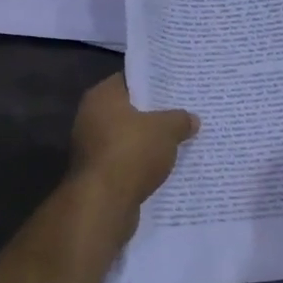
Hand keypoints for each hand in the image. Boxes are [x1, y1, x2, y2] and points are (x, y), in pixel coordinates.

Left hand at [68, 73, 197, 228]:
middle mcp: (90, 117)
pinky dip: (142, 164)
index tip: (177, 88)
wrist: (104, 203)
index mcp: (102, 97)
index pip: (130, 80)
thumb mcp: (166, 130)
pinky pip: (126, 161)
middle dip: (154, 114)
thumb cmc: (131, 152)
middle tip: (184, 113)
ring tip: (180, 141)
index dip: (154, 83)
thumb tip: (191, 119)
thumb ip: (180, 120)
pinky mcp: (97, 174)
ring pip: (128, 138)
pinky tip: (165, 167)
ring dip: (149, 142)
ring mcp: (91, 147)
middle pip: (129, 110)